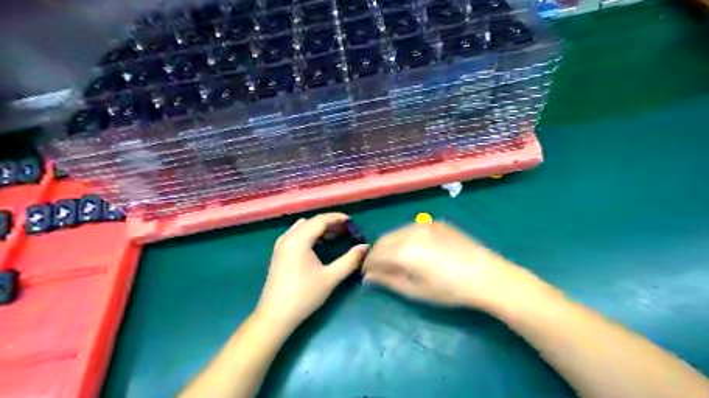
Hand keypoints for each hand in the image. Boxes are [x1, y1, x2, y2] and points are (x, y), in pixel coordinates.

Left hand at [257, 213, 367, 330]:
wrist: (275, 316)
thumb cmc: (304, 295)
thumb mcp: (330, 278)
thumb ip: (350, 260)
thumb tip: (365, 247)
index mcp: (298, 239)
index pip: (320, 220)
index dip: (338, 218)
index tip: (353, 222)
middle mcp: (288, 237)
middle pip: (311, 222)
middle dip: (330, 223)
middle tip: (347, 230)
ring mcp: (281, 245)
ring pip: (303, 227)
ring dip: (319, 228)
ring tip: (336, 236)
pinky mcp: (279, 253)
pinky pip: (296, 235)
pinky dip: (310, 235)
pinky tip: (320, 246)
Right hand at [361, 221, 546, 310]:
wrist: (486, 275)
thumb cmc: (449, 290)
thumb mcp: (415, 290)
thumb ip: (388, 281)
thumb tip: (367, 276)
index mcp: (403, 250)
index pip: (374, 255)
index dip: (367, 266)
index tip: (367, 275)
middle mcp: (410, 231)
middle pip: (383, 241)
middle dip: (377, 254)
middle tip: (379, 269)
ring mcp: (424, 224)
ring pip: (396, 232)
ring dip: (390, 245)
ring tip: (396, 260)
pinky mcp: (436, 222)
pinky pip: (412, 228)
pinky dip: (405, 238)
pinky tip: (415, 250)